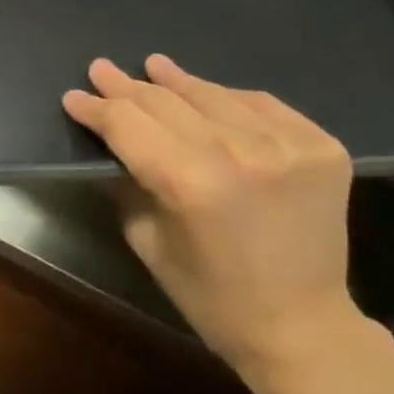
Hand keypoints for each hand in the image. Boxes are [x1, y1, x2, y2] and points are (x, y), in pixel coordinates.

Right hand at [62, 54, 363, 384]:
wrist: (304, 327)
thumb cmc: (213, 297)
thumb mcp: (149, 243)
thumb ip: (128, 183)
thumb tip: (112, 141)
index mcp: (189, 183)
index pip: (127, 125)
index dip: (96, 108)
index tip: (74, 96)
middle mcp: (238, 152)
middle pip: (165, 102)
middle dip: (125, 87)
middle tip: (101, 69)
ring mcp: (285, 144)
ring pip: (212, 94)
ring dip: (176, 81)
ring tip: (152, 66)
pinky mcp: (319, 144)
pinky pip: (259, 104)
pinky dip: (227, 98)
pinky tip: (207, 94)